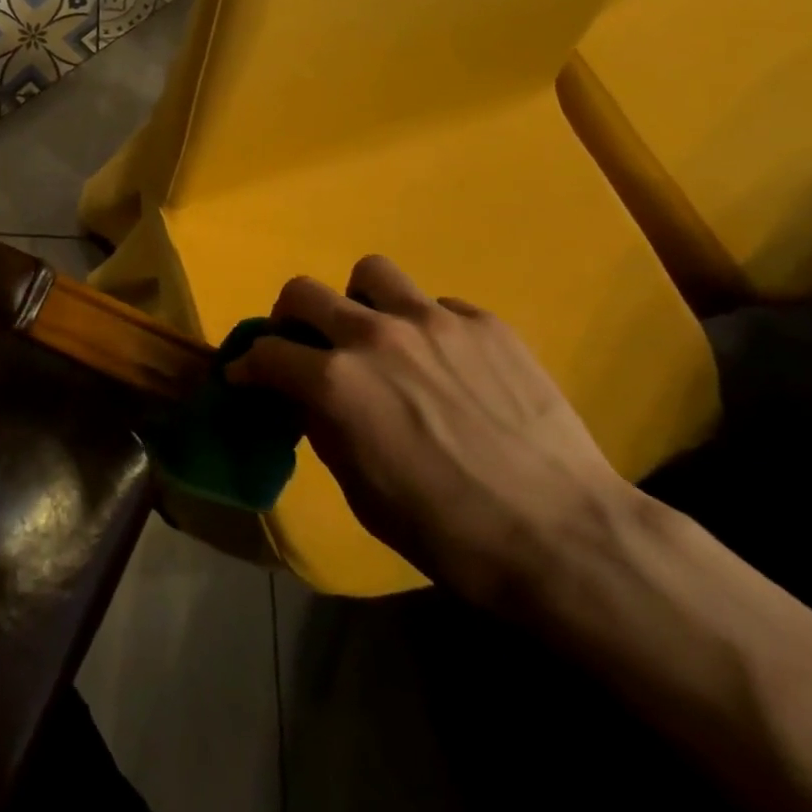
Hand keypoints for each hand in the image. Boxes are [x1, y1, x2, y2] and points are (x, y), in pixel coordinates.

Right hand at [231, 256, 639, 610]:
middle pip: (304, 292)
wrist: (566, 538)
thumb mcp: (363, 494)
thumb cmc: (451, 534)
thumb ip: (326, 429)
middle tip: (302, 342)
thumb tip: (308, 400)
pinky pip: (436, 306)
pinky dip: (425, 328)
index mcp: (336, 382)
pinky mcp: (484, 323)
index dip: (247, 364)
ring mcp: (433, 321)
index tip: (245, 375)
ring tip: (376, 334)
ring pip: (371, 274)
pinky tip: (448, 365)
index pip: (266, 353)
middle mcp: (374, 335)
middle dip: (289, 316)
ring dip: (359, 301)